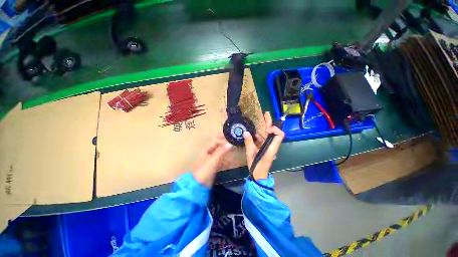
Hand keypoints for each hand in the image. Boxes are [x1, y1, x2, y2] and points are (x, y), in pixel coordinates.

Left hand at [192, 136, 232, 186]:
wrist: (199, 185)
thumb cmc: (205, 170)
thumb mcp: (213, 160)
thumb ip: (221, 151)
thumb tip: (230, 143)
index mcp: (206, 149)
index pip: (215, 140)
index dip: (222, 140)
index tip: (230, 142)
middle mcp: (209, 152)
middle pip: (217, 144)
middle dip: (225, 143)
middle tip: (233, 142)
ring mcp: (211, 158)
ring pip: (220, 151)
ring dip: (226, 149)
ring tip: (233, 148)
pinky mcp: (214, 164)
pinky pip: (221, 158)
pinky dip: (225, 156)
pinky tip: (230, 158)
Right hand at [243, 112, 284, 179]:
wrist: (259, 175)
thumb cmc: (257, 166)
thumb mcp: (251, 154)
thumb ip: (249, 143)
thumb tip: (245, 132)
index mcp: (272, 147)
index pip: (280, 135)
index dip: (275, 129)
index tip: (266, 128)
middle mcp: (272, 145)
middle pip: (274, 132)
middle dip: (270, 122)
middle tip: (265, 114)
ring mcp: (268, 146)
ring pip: (269, 133)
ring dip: (265, 125)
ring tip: (261, 117)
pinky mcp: (264, 147)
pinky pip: (264, 137)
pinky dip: (261, 131)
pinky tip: (256, 128)